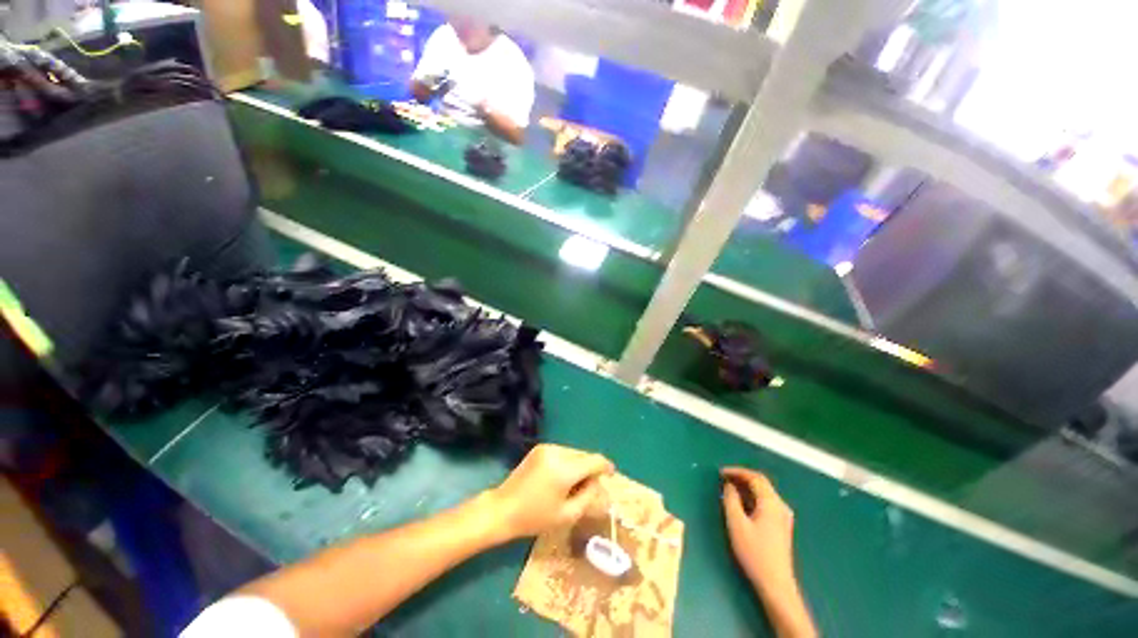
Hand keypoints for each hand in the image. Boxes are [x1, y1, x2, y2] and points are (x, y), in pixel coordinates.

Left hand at [488, 444, 613, 540]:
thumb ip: (588, 496)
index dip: (605, 466)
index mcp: (564, 469)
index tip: (612, 473)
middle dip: (591, 468)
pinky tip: (562, 476)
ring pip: (573, 452)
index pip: (593, 460)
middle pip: (584, 455)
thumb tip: (598, 483)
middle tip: (591, 485)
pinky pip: (562, 452)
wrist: (503, 508)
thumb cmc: (535, 517)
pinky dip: (568, 461)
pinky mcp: (540, 448)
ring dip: (579, 464)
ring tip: (575, 483)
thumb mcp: (566, 514)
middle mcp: (557, 452)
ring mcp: (547, 448)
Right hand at [722, 467, 796, 589]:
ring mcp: (783, 517)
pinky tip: (741, 503)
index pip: (755, 477)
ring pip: (764, 493)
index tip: (720, 472)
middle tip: (723, 478)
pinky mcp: (781, 526)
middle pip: (761, 483)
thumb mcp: (736, 524)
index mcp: (771, 503)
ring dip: (746, 487)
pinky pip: (766, 503)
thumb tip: (729, 486)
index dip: (737, 471)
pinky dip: (752, 498)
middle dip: (741, 478)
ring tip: (729, 488)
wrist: (776, 584)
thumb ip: (731, 500)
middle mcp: (780, 506)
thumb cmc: (754, 553)